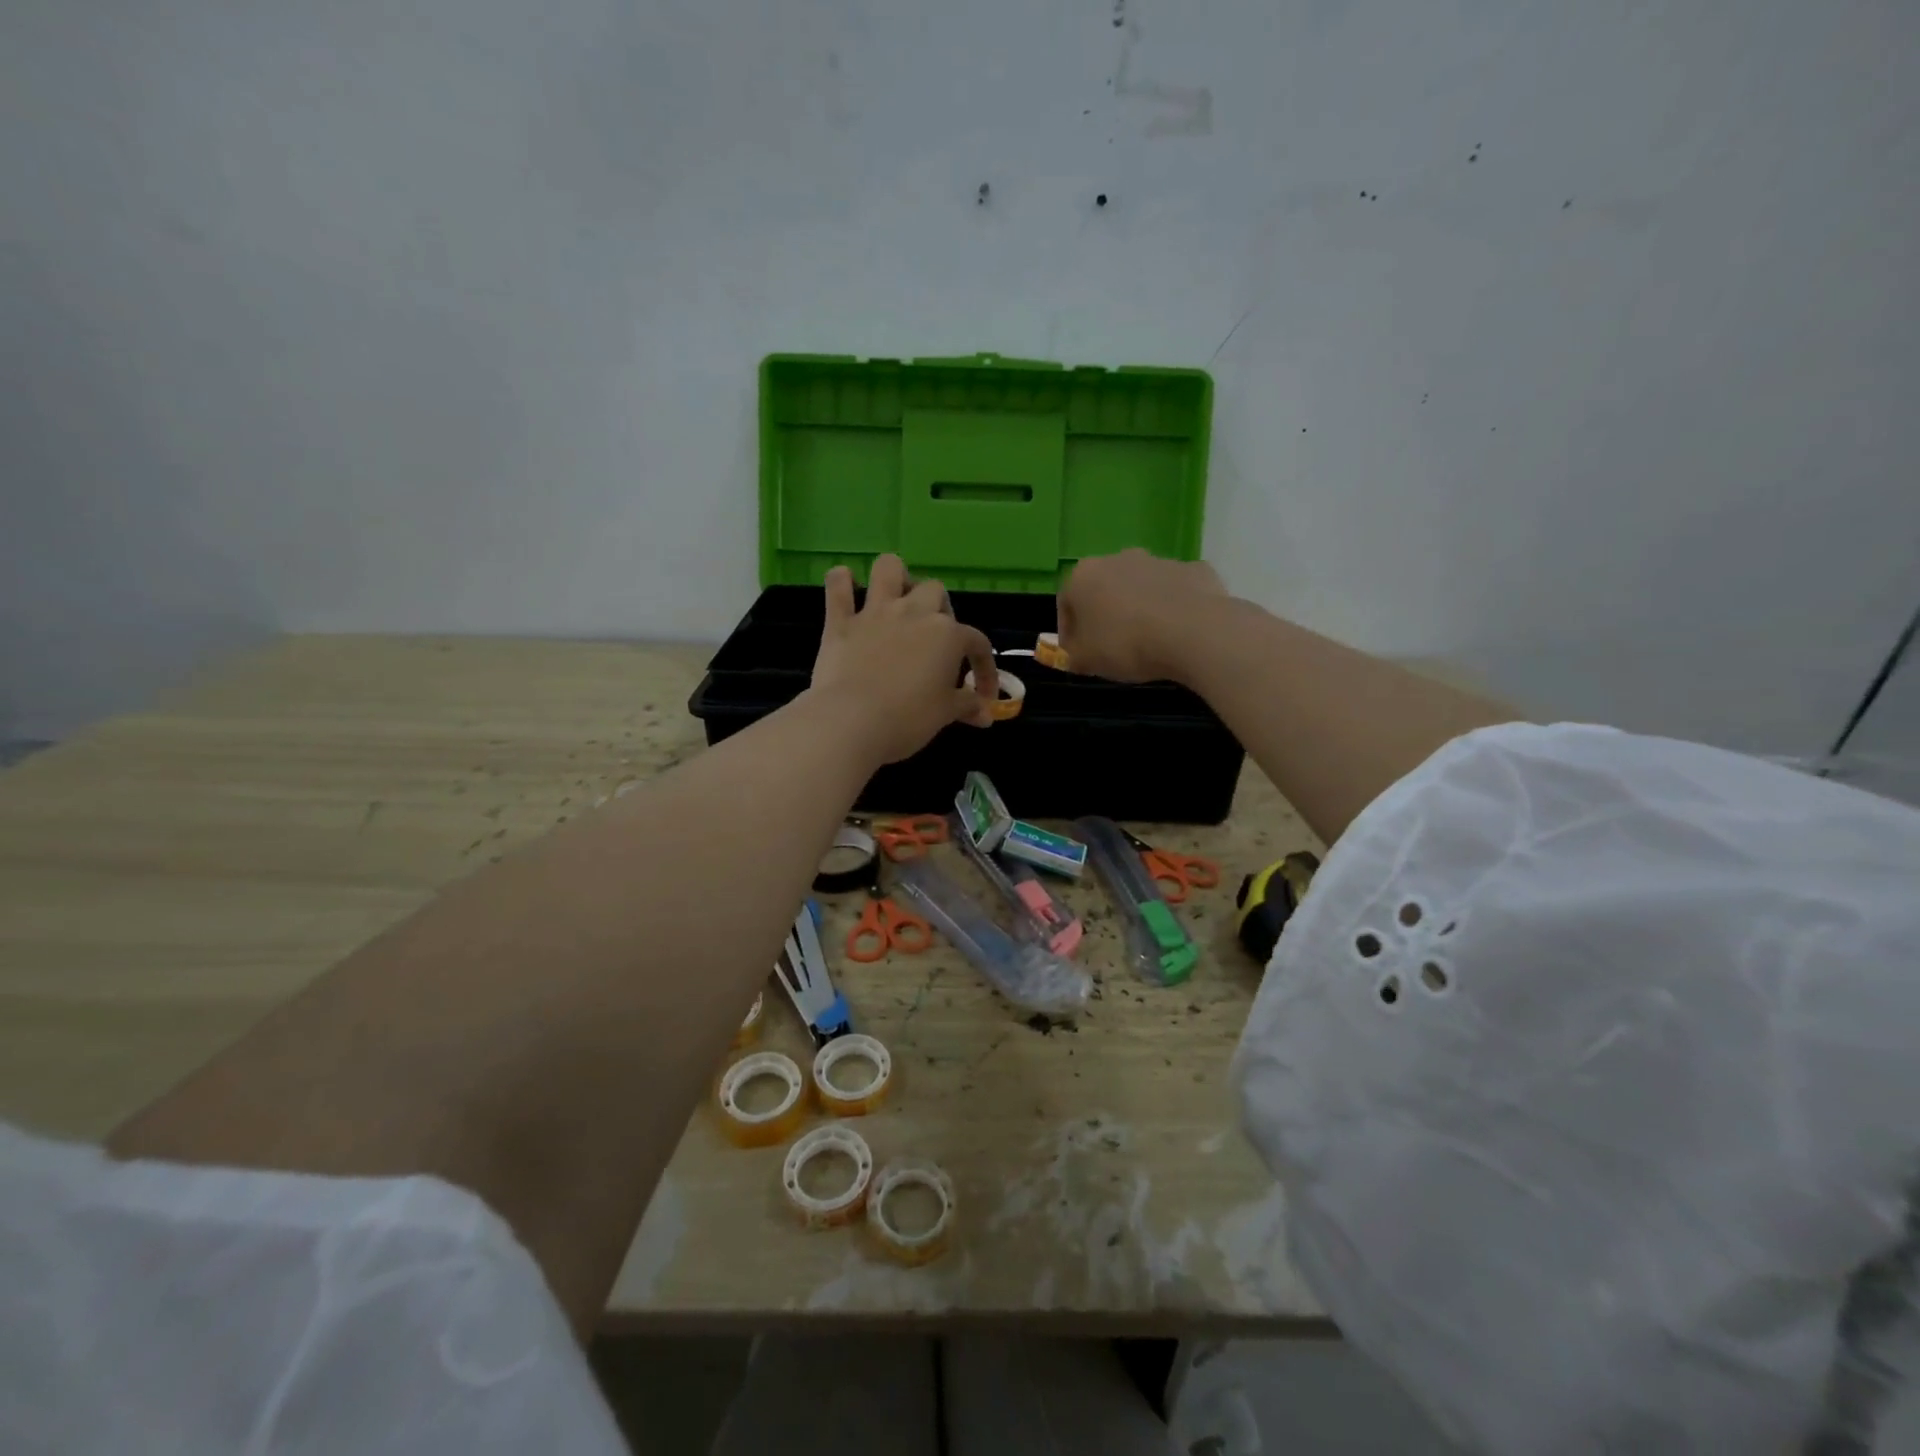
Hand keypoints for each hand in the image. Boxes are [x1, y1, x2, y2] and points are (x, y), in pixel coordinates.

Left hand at [807, 554, 997, 764]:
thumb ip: (967, 706)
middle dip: (939, 609)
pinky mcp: (840, 621)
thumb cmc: (908, 718)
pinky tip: (845, 585)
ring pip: (889, 568)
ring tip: (897, 599)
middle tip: (934, 639)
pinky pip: (837, 586)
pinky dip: (841, 581)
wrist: (853, 721)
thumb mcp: (945, 714)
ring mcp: (875, 612)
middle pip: (935, 591)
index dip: (984, 668)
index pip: (976, 642)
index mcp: (947, 634)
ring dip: (895, 577)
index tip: (981, 695)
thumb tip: (985, 714)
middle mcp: (914, 612)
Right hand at [1056, 549, 1227, 682]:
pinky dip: (1173, 607)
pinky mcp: (1193, 569)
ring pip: (1141, 587)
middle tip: (1111, 646)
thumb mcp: (1087, 661)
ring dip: (1139, 609)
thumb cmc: (1126, 644)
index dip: (1068, 631)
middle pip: (1104, 589)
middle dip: (1105, 615)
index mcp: (1084, 576)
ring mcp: (1159, 560)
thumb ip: (1074, 656)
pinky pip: (1175, 591)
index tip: (1077, 654)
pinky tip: (1179, 632)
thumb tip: (1076, 654)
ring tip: (1148, 641)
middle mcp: (1118, 558)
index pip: (1065, 603)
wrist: (1193, 631)